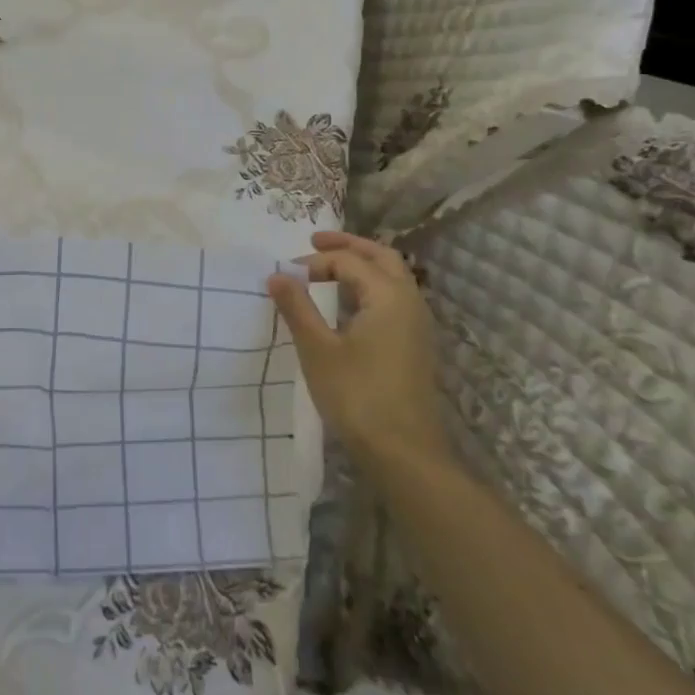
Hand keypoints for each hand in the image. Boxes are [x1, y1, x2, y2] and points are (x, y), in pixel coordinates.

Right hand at [266, 231, 449, 471]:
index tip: (286, 274)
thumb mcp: (318, 349)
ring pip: (392, 278)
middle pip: (382, 257)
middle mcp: (410, 302)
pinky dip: (371, 286)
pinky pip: (394, 298)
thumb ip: (297, 307)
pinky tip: (350, 302)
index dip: (315, 261)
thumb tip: (277, 275)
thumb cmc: (357, 396)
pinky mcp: (415, 345)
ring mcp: (417, 325)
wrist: (403, 453)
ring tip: (330, 265)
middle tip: (315, 241)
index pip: (349, 262)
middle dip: (348, 245)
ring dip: (362, 264)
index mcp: (389, 296)